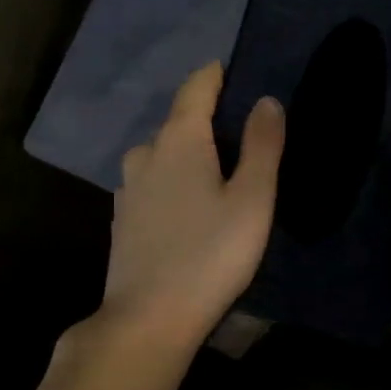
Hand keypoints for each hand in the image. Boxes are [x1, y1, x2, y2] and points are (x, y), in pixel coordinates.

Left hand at [103, 62, 283, 347]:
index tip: (237, 71)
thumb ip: (263, 146)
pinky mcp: (123, 220)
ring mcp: (128, 188)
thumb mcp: (252, 199)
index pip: (196, 87)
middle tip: (243, 137)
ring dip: (189, 156)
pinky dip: (173, 184)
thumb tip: (266, 100)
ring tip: (219, 176)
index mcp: (179, 140)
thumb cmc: (210, 254)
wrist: (149, 318)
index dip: (217, 74)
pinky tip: (189, 209)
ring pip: (163, 156)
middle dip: (208, 121)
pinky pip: (153, 185)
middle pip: (179, 122)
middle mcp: (145, 154)